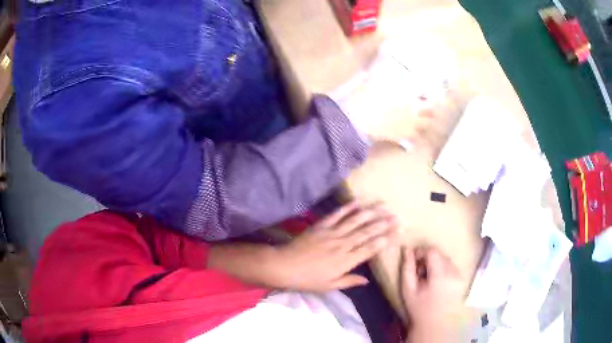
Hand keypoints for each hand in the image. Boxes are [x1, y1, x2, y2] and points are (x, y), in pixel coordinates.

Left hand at [268, 201, 397, 291]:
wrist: (284, 265)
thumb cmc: (307, 279)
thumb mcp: (329, 286)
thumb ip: (349, 281)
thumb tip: (367, 281)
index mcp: (345, 261)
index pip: (369, 249)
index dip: (384, 240)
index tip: (396, 232)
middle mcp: (342, 245)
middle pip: (366, 232)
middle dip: (383, 224)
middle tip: (396, 216)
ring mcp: (331, 233)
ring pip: (355, 221)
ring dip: (371, 213)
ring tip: (383, 206)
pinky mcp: (321, 225)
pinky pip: (337, 214)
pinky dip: (348, 207)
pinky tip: (358, 201)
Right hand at [401, 247, 464, 342]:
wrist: (434, 324)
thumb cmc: (418, 308)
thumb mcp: (408, 289)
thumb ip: (407, 268)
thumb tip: (407, 249)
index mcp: (440, 275)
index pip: (433, 252)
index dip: (421, 252)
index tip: (413, 260)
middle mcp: (453, 273)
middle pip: (441, 254)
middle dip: (428, 257)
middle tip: (419, 270)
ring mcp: (459, 276)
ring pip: (447, 259)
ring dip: (436, 263)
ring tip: (427, 276)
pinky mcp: (462, 280)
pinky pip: (452, 267)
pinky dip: (443, 269)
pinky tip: (436, 281)